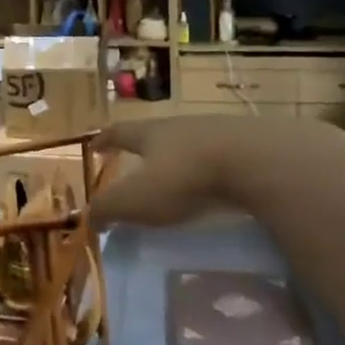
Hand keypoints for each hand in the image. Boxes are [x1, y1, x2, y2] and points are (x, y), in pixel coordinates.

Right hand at [90, 115, 263, 227]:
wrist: (256, 160)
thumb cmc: (186, 177)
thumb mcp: (137, 198)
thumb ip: (109, 208)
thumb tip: (87, 218)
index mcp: (151, 133)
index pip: (119, 132)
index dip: (105, 140)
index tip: (94, 145)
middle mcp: (181, 126)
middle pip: (156, 133)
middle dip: (145, 147)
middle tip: (137, 162)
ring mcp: (218, 132)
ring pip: (191, 143)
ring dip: (181, 157)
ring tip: (178, 175)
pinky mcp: (249, 146)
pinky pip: (223, 157)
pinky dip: (213, 169)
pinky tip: (217, 184)